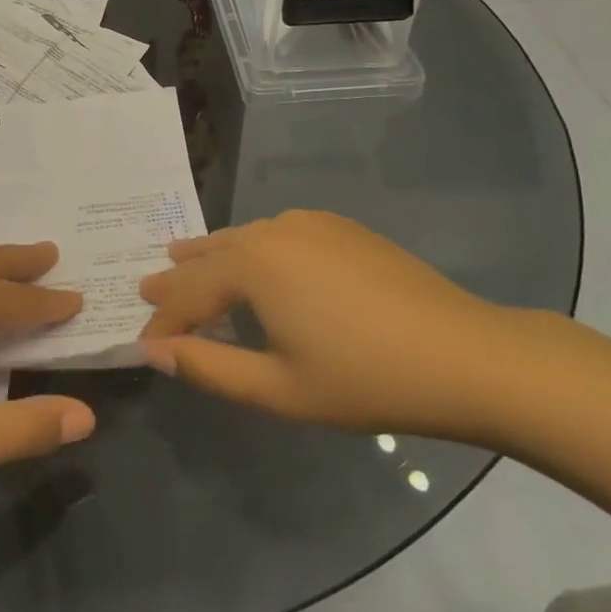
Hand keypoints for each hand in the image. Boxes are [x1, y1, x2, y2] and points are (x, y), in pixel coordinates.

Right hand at [138, 210, 526, 440]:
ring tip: (184, 258)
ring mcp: (309, 223)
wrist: (467, 355)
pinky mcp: (340, 227)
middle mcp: (272, 230)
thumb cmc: (366, 379)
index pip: (188, 294)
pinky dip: (252, 248)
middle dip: (178, 277)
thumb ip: (209, 368)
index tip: (142, 345)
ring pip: (243, 238)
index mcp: (252, 264)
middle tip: (146, 287)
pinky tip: (254, 260)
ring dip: (212, 256)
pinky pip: (277, 232)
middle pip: (211, 255)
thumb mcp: (278, 389)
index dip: (162, 324)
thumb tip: (155, 351)